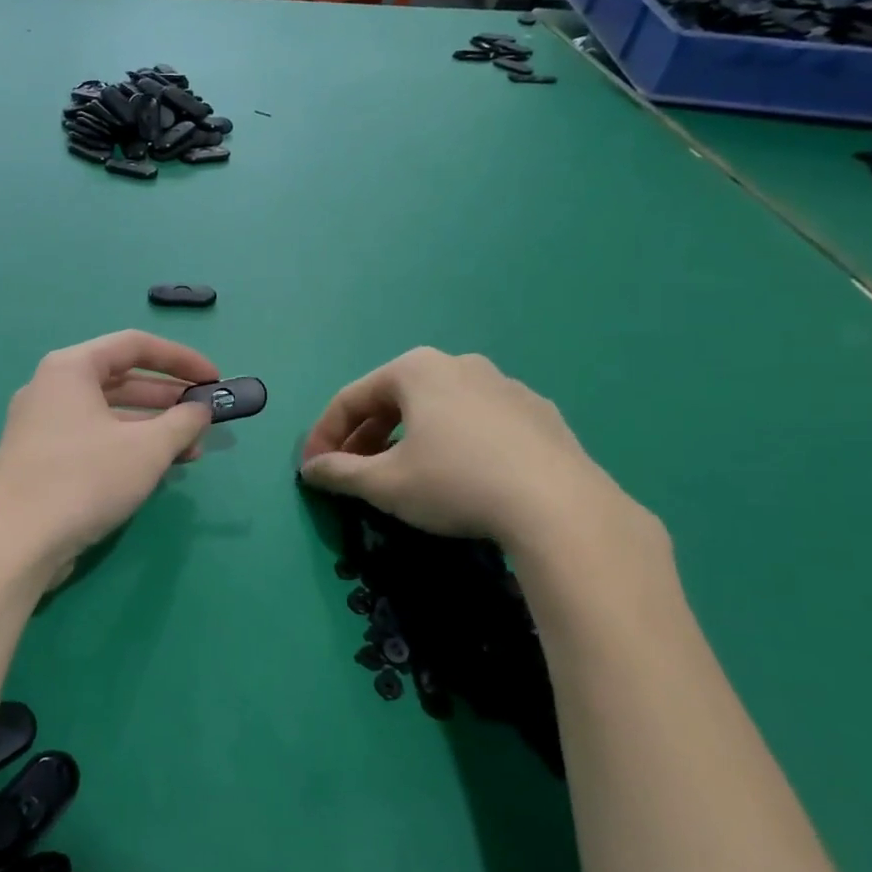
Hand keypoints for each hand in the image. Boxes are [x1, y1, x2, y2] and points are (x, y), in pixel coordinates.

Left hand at [0, 330, 215, 581]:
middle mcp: (51, 388)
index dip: (181, 359)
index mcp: (71, 368)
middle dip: (168, 398)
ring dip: (152, 428)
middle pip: (121, 379)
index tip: (214, 380)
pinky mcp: (40, 459)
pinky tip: (155, 470)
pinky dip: (127, 446)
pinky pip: (93, 438)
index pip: (135, 346)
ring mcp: (41, 425)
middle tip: (204, 417)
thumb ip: (182, 422)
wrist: (13, 545)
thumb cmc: (84, 480)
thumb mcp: (147, 449)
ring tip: (190, 451)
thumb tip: (201, 410)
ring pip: (108, 414)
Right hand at [298, 348, 645, 561]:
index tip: (313, 469)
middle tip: (352, 473)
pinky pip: (478, 422)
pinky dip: (454, 442)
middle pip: (394, 399)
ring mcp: (504, 385)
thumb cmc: (455, 483)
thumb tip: (311, 469)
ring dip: (407, 438)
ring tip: (402, 474)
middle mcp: (459, 364)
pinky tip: (460, 476)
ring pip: (438, 409)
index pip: (351, 398)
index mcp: (416, 370)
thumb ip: (340, 473)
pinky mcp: (538, 413)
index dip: (324, 435)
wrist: (560, 506)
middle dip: (365, 437)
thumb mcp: (386, 484)